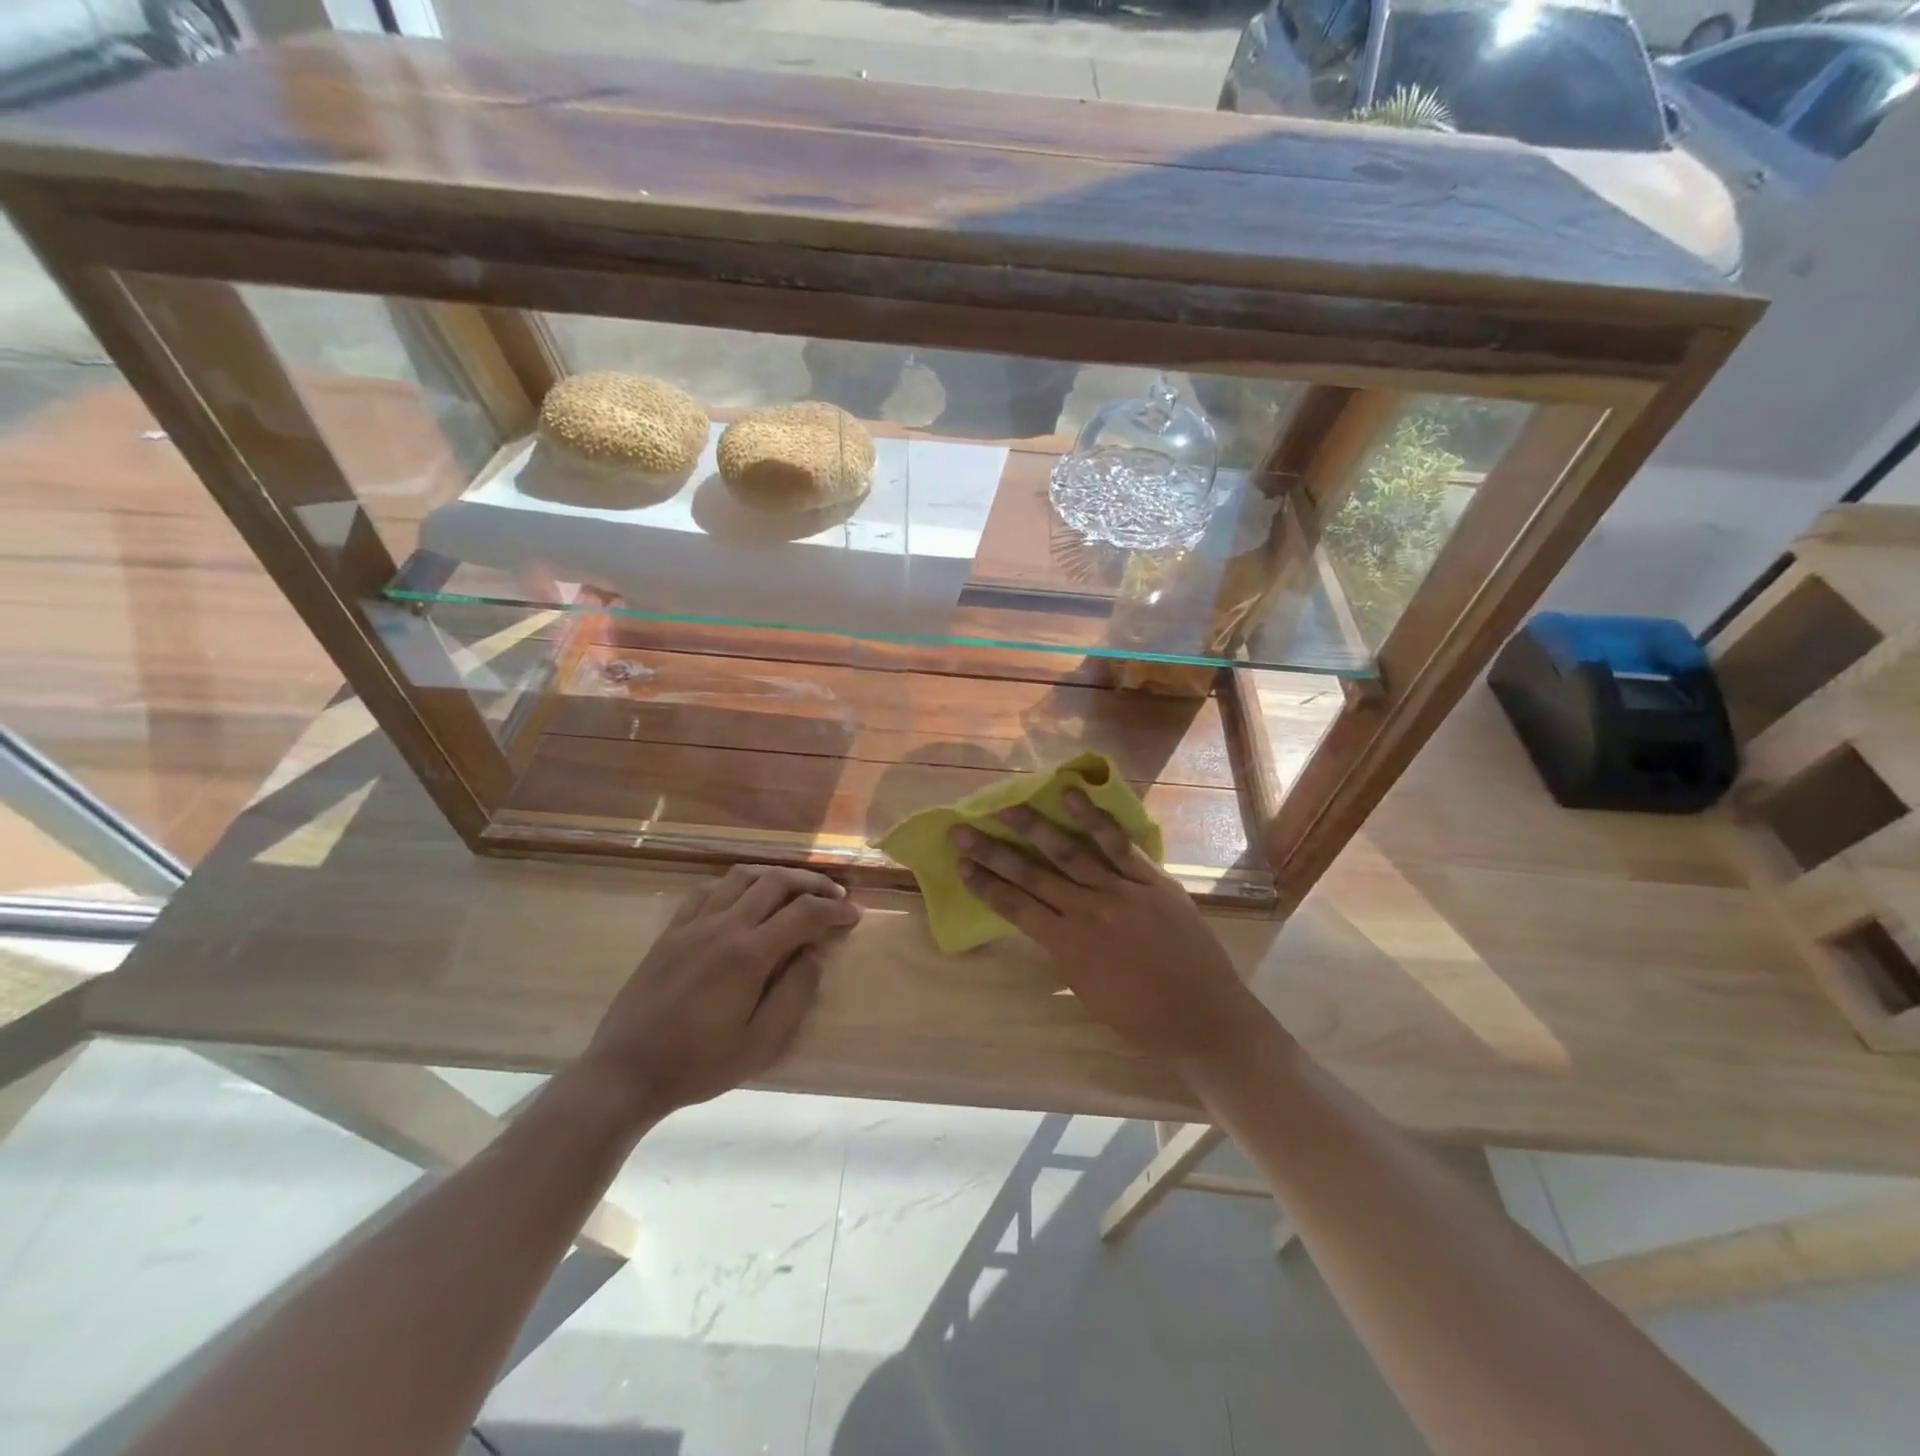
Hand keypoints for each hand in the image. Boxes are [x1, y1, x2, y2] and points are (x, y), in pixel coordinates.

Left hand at [574, 865, 860, 1123]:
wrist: (625, 1072)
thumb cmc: (699, 1064)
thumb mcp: (761, 1043)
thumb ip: (795, 993)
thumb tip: (816, 953)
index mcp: (748, 954)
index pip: (804, 913)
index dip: (835, 909)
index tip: (854, 914)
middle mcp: (723, 926)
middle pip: (776, 882)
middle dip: (812, 883)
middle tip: (835, 894)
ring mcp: (693, 924)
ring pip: (742, 876)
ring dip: (776, 875)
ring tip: (795, 888)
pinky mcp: (671, 931)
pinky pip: (708, 889)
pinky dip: (736, 884)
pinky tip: (744, 897)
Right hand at [952, 794, 1266, 1067]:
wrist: (1205, 1020)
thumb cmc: (1143, 1020)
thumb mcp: (1088, 992)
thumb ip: (1064, 952)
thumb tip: (1045, 923)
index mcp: (1067, 947)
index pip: (1015, 908)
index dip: (985, 885)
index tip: (960, 864)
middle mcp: (1087, 912)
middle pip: (1031, 874)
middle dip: (993, 852)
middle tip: (962, 829)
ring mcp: (1120, 892)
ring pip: (1069, 852)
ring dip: (1034, 827)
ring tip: (1007, 805)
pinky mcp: (1152, 881)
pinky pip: (1119, 845)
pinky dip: (1094, 819)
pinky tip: (1072, 796)